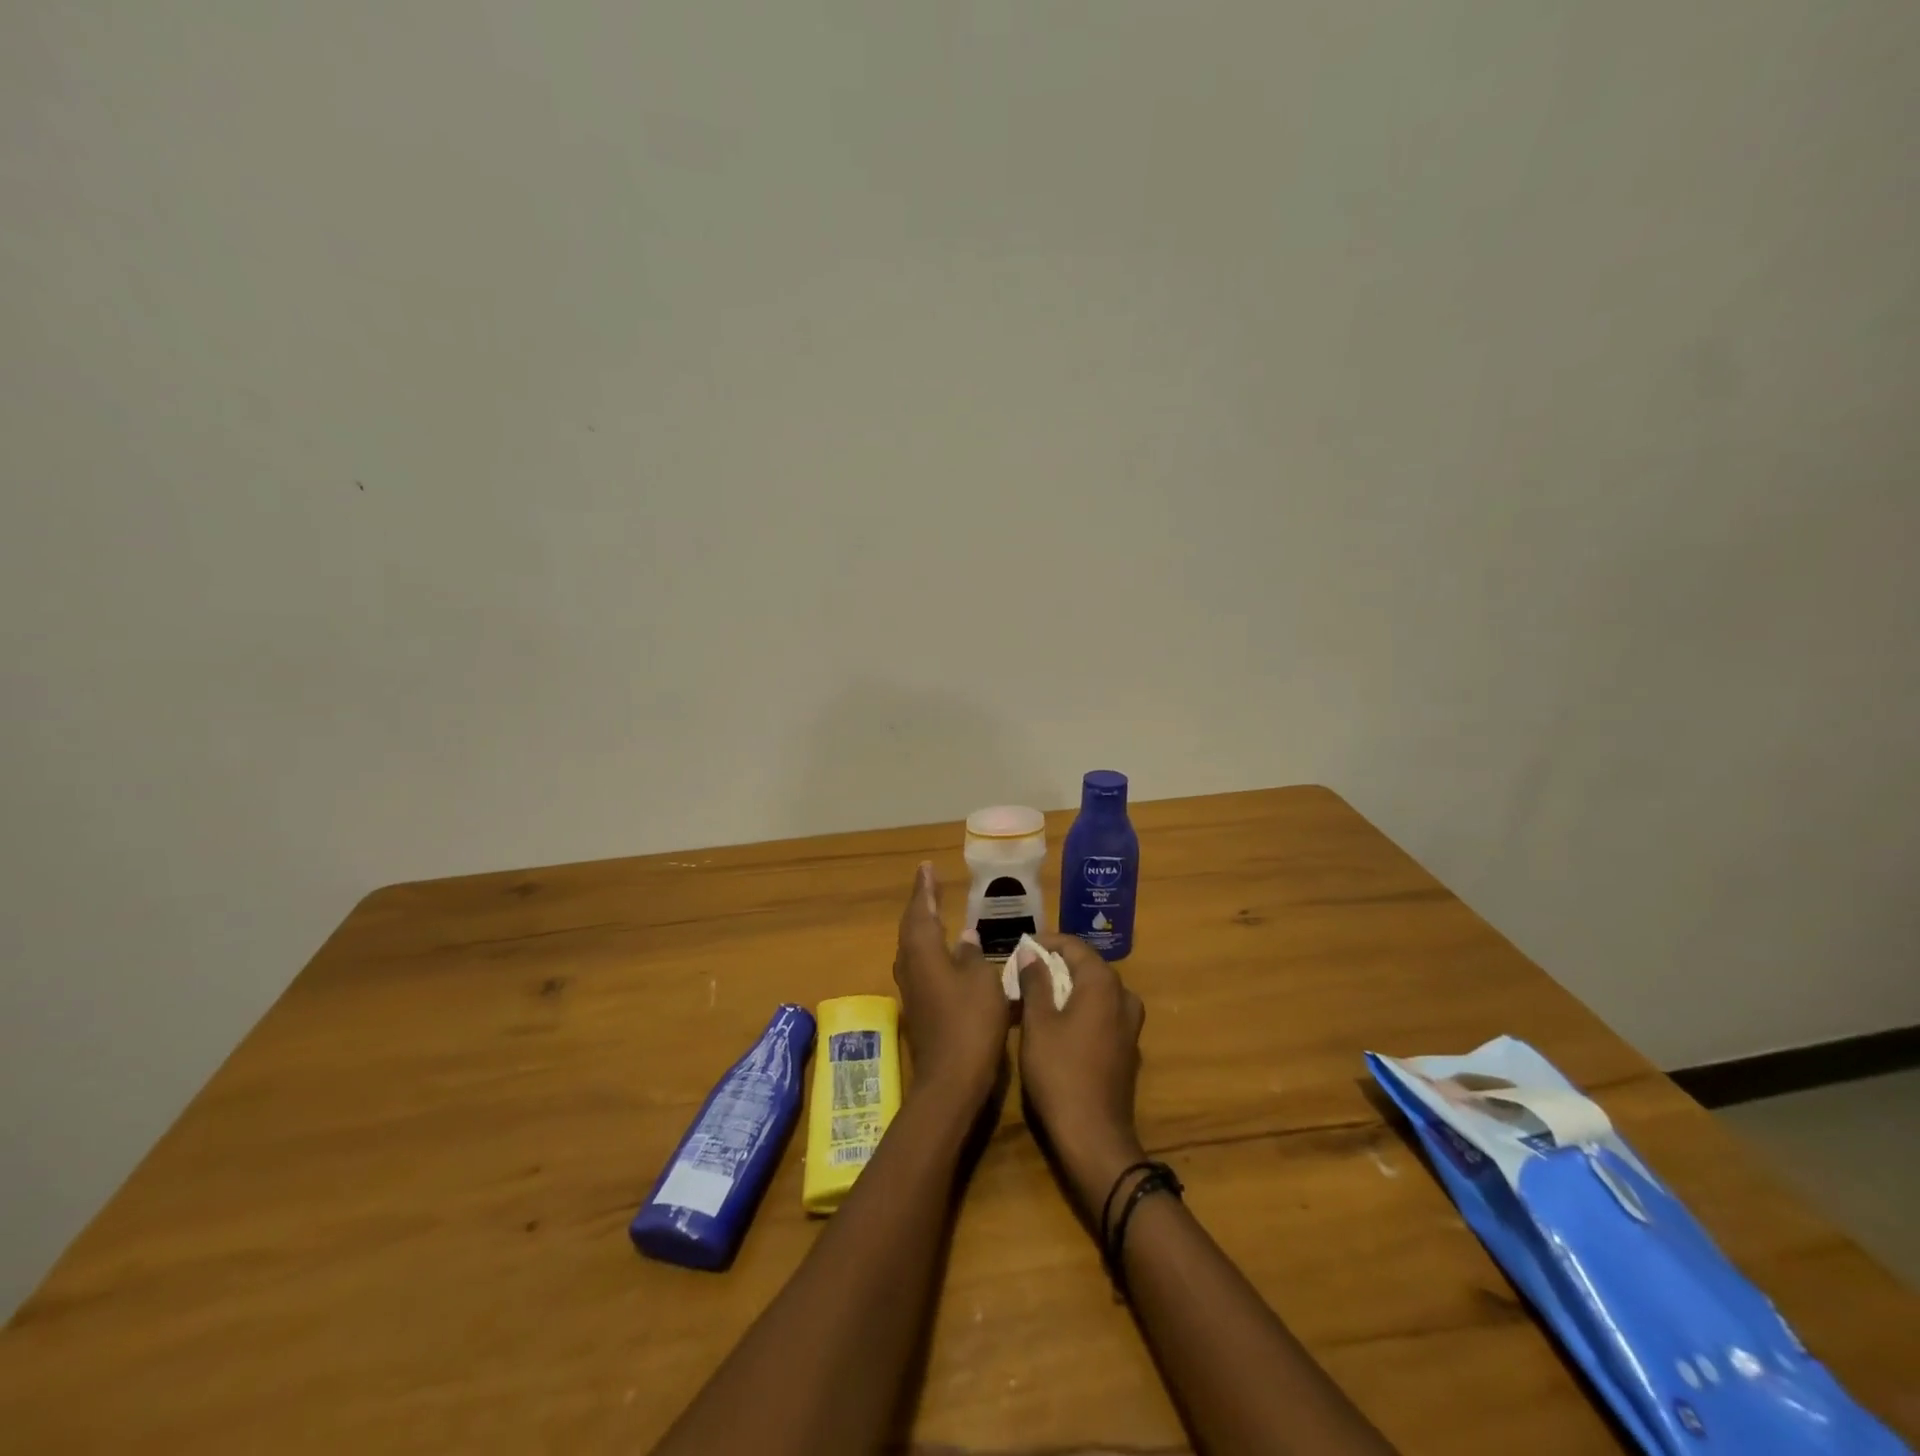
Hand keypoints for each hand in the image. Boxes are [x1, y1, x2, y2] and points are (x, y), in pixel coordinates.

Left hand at [892, 862, 1010, 1108]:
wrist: (951, 1079)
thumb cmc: (970, 1022)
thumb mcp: (982, 981)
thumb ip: (973, 955)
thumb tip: (966, 937)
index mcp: (923, 951)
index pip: (921, 910)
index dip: (925, 889)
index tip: (927, 868)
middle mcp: (910, 965)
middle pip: (911, 927)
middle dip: (921, 904)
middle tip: (931, 884)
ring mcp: (911, 988)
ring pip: (912, 947)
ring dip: (922, 926)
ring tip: (935, 911)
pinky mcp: (918, 1007)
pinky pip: (919, 964)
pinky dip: (928, 949)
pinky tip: (943, 952)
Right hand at [1015, 935, 1146, 1221]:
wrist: (1094, 1136)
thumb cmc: (1060, 1072)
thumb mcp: (1038, 1023)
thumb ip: (1035, 982)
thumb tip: (1031, 953)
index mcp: (1103, 984)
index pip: (1074, 946)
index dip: (1046, 943)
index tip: (1020, 949)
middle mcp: (1123, 997)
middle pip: (1088, 967)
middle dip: (1056, 964)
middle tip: (1024, 972)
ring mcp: (1129, 1025)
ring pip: (1096, 991)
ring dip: (1069, 987)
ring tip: (1038, 996)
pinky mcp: (1127, 1048)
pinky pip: (1103, 1013)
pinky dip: (1081, 1008)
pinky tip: (1059, 1023)